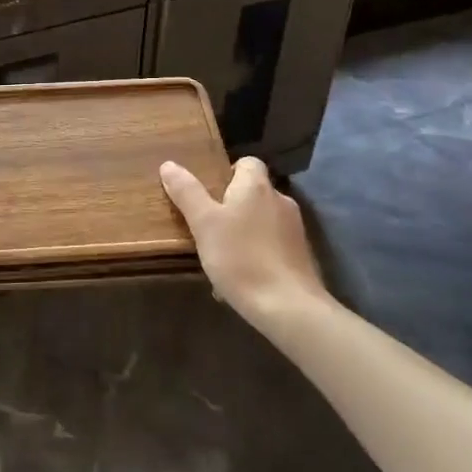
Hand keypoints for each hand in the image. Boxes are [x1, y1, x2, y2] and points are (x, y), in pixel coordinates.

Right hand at [160, 156, 327, 327]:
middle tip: (207, 226)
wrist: (289, 308)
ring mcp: (295, 230)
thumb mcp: (204, 223)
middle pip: (253, 192)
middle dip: (231, 206)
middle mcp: (280, 201)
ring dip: (242, 233)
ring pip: (261, 222)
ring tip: (220, 257)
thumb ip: (187, 192)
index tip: (209, 193)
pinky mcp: (302, 257)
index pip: (247, 162)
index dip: (227, 172)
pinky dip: (256, 255)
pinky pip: (272, 246)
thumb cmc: (241, 258)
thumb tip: (169, 165)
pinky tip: (241, 278)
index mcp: (256, 186)